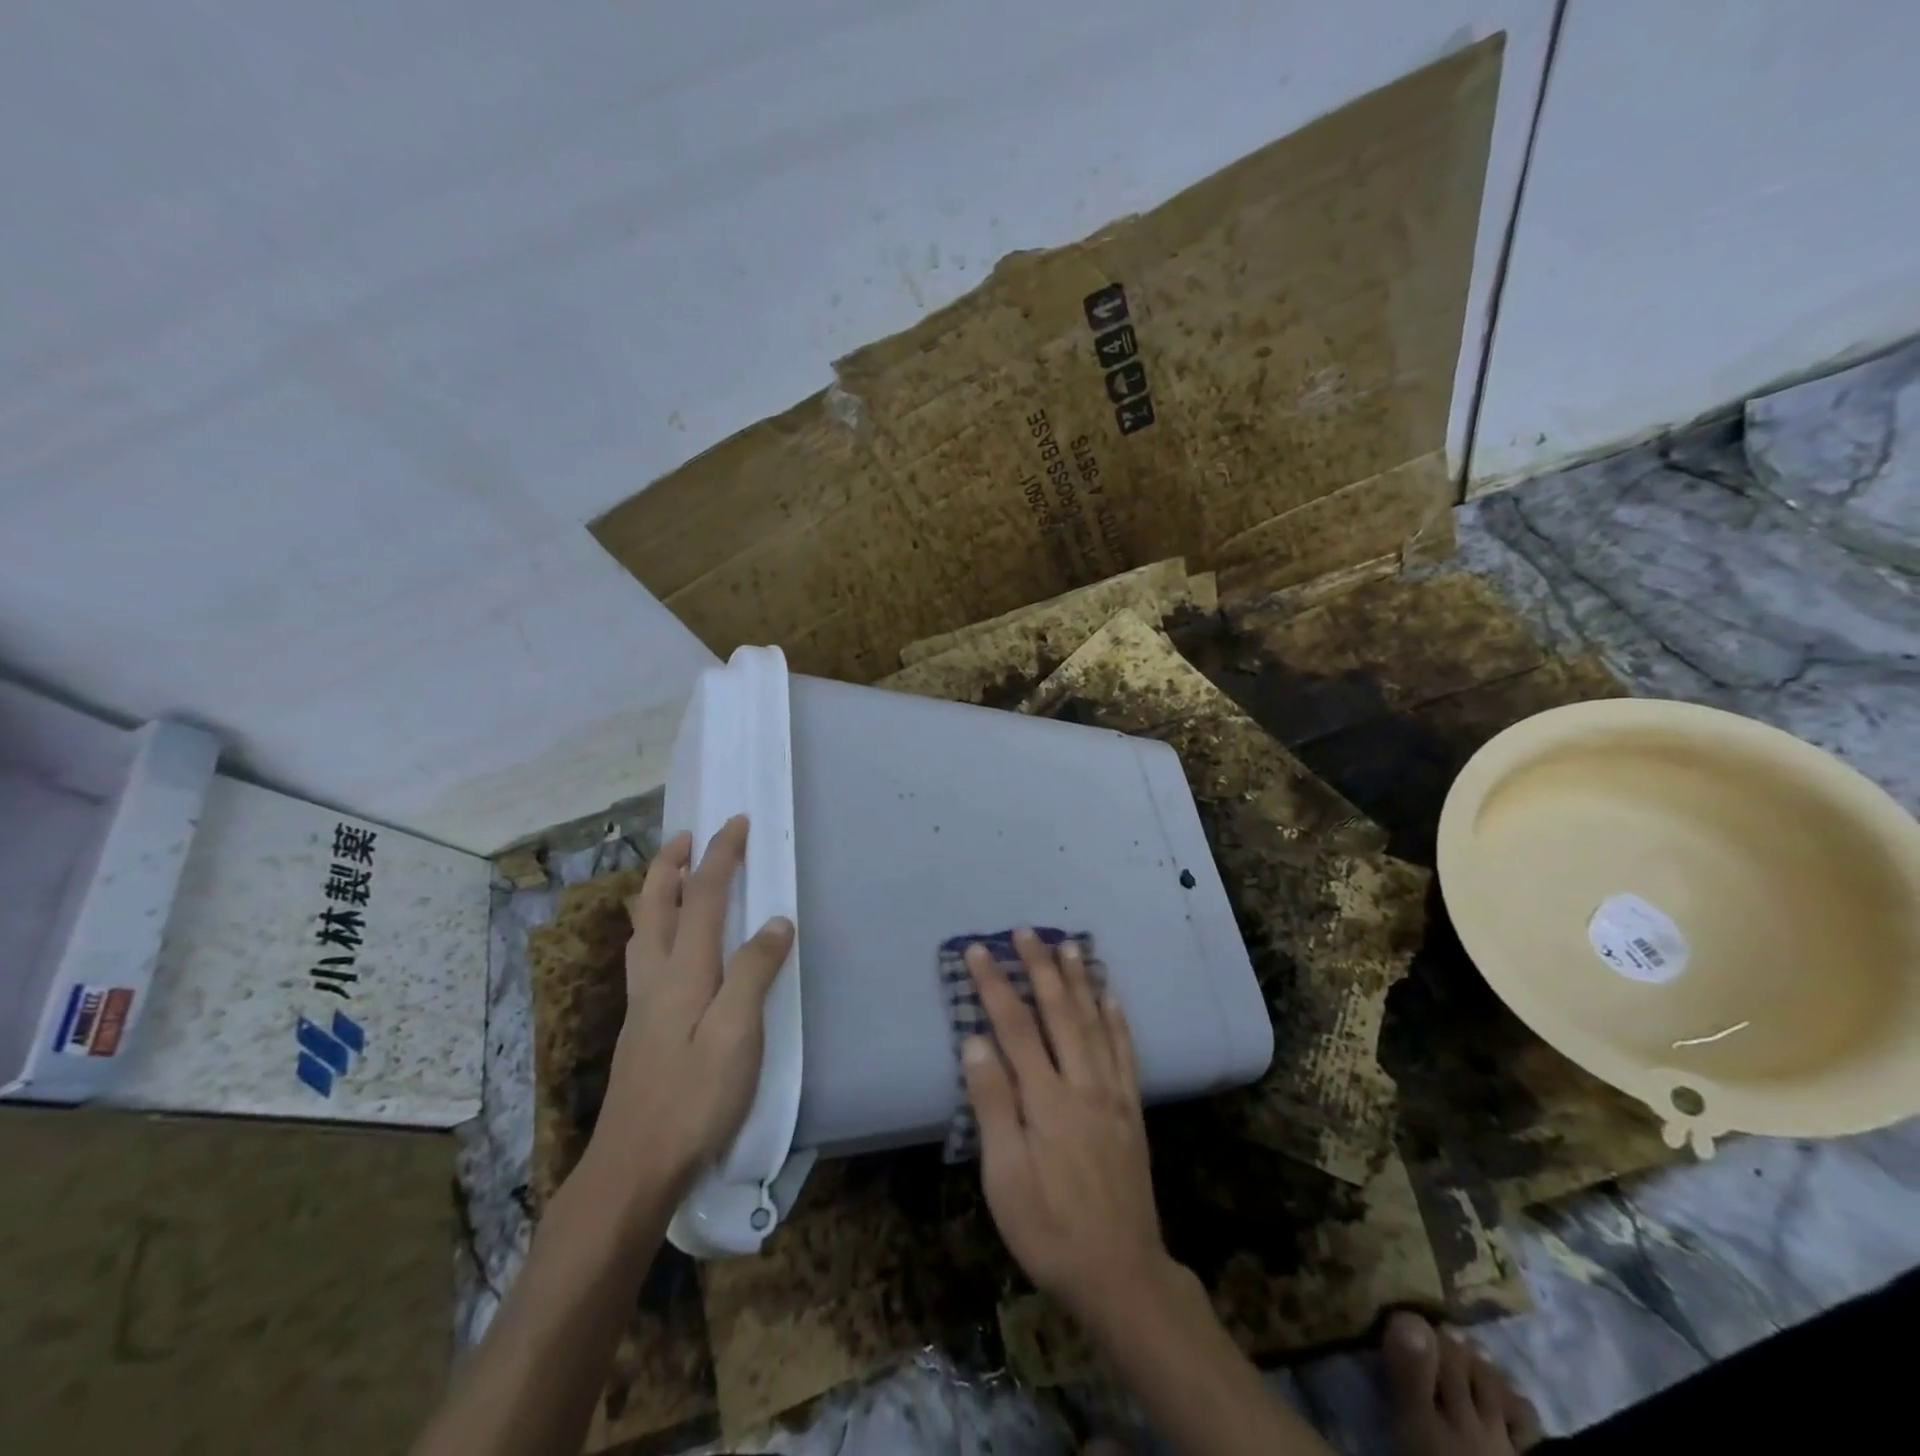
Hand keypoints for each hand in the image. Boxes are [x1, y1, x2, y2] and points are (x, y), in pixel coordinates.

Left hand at [589, 816, 794, 1207]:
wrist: (633, 1168)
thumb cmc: (694, 1099)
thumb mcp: (737, 1034)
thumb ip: (755, 972)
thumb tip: (777, 920)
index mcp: (683, 971)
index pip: (704, 898)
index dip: (721, 856)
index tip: (736, 822)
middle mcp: (656, 978)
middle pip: (657, 906)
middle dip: (671, 865)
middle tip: (686, 836)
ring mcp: (643, 1005)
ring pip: (643, 931)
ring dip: (658, 893)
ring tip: (673, 877)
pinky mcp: (642, 1029)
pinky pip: (646, 956)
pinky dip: (656, 927)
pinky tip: (668, 947)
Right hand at [960, 929, 1174, 1323]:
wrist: (1121, 1274)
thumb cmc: (1049, 1228)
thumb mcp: (1005, 1179)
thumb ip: (992, 1106)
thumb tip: (975, 1042)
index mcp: (1046, 1099)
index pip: (1015, 1026)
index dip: (995, 985)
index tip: (978, 950)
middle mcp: (1082, 1084)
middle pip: (1059, 1012)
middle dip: (1040, 968)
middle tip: (1026, 931)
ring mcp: (1112, 1094)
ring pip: (1094, 1022)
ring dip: (1079, 980)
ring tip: (1068, 945)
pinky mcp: (1131, 1109)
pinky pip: (1125, 1051)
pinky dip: (1117, 1018)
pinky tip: (1111, 995)